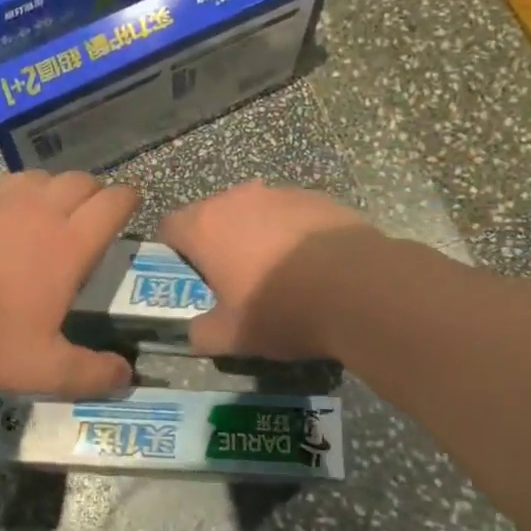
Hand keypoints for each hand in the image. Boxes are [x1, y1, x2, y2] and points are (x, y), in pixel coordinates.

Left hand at [0, 163, 138, 395]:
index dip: (127, 201)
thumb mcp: (43, 370)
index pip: (113, 204)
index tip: (129, 207)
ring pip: (32, 175)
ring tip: (36, 210)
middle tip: (85, 216)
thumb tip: (127, 376)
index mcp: (68, 244)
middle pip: (78, 180)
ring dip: (42, 189)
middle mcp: (38, 209)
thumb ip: (90, 373)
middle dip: (90, 192)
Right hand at [157, 180, 378, 359]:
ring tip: (280, 273)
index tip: (191, 278)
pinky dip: (293, 234)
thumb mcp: (232, 337)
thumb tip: (195, 332)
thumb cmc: (282, 310)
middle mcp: (238, 198)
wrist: (361, 289)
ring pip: (254, 212)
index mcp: (205, 226)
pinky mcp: (319, 198)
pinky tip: (314, 265)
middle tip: (234, 279)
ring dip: (256, 235)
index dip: (174, 252)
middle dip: (218, 243)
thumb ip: (202, 333)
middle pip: (213, 215)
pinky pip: (292, 214)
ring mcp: (281, 193)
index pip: (169, 227)